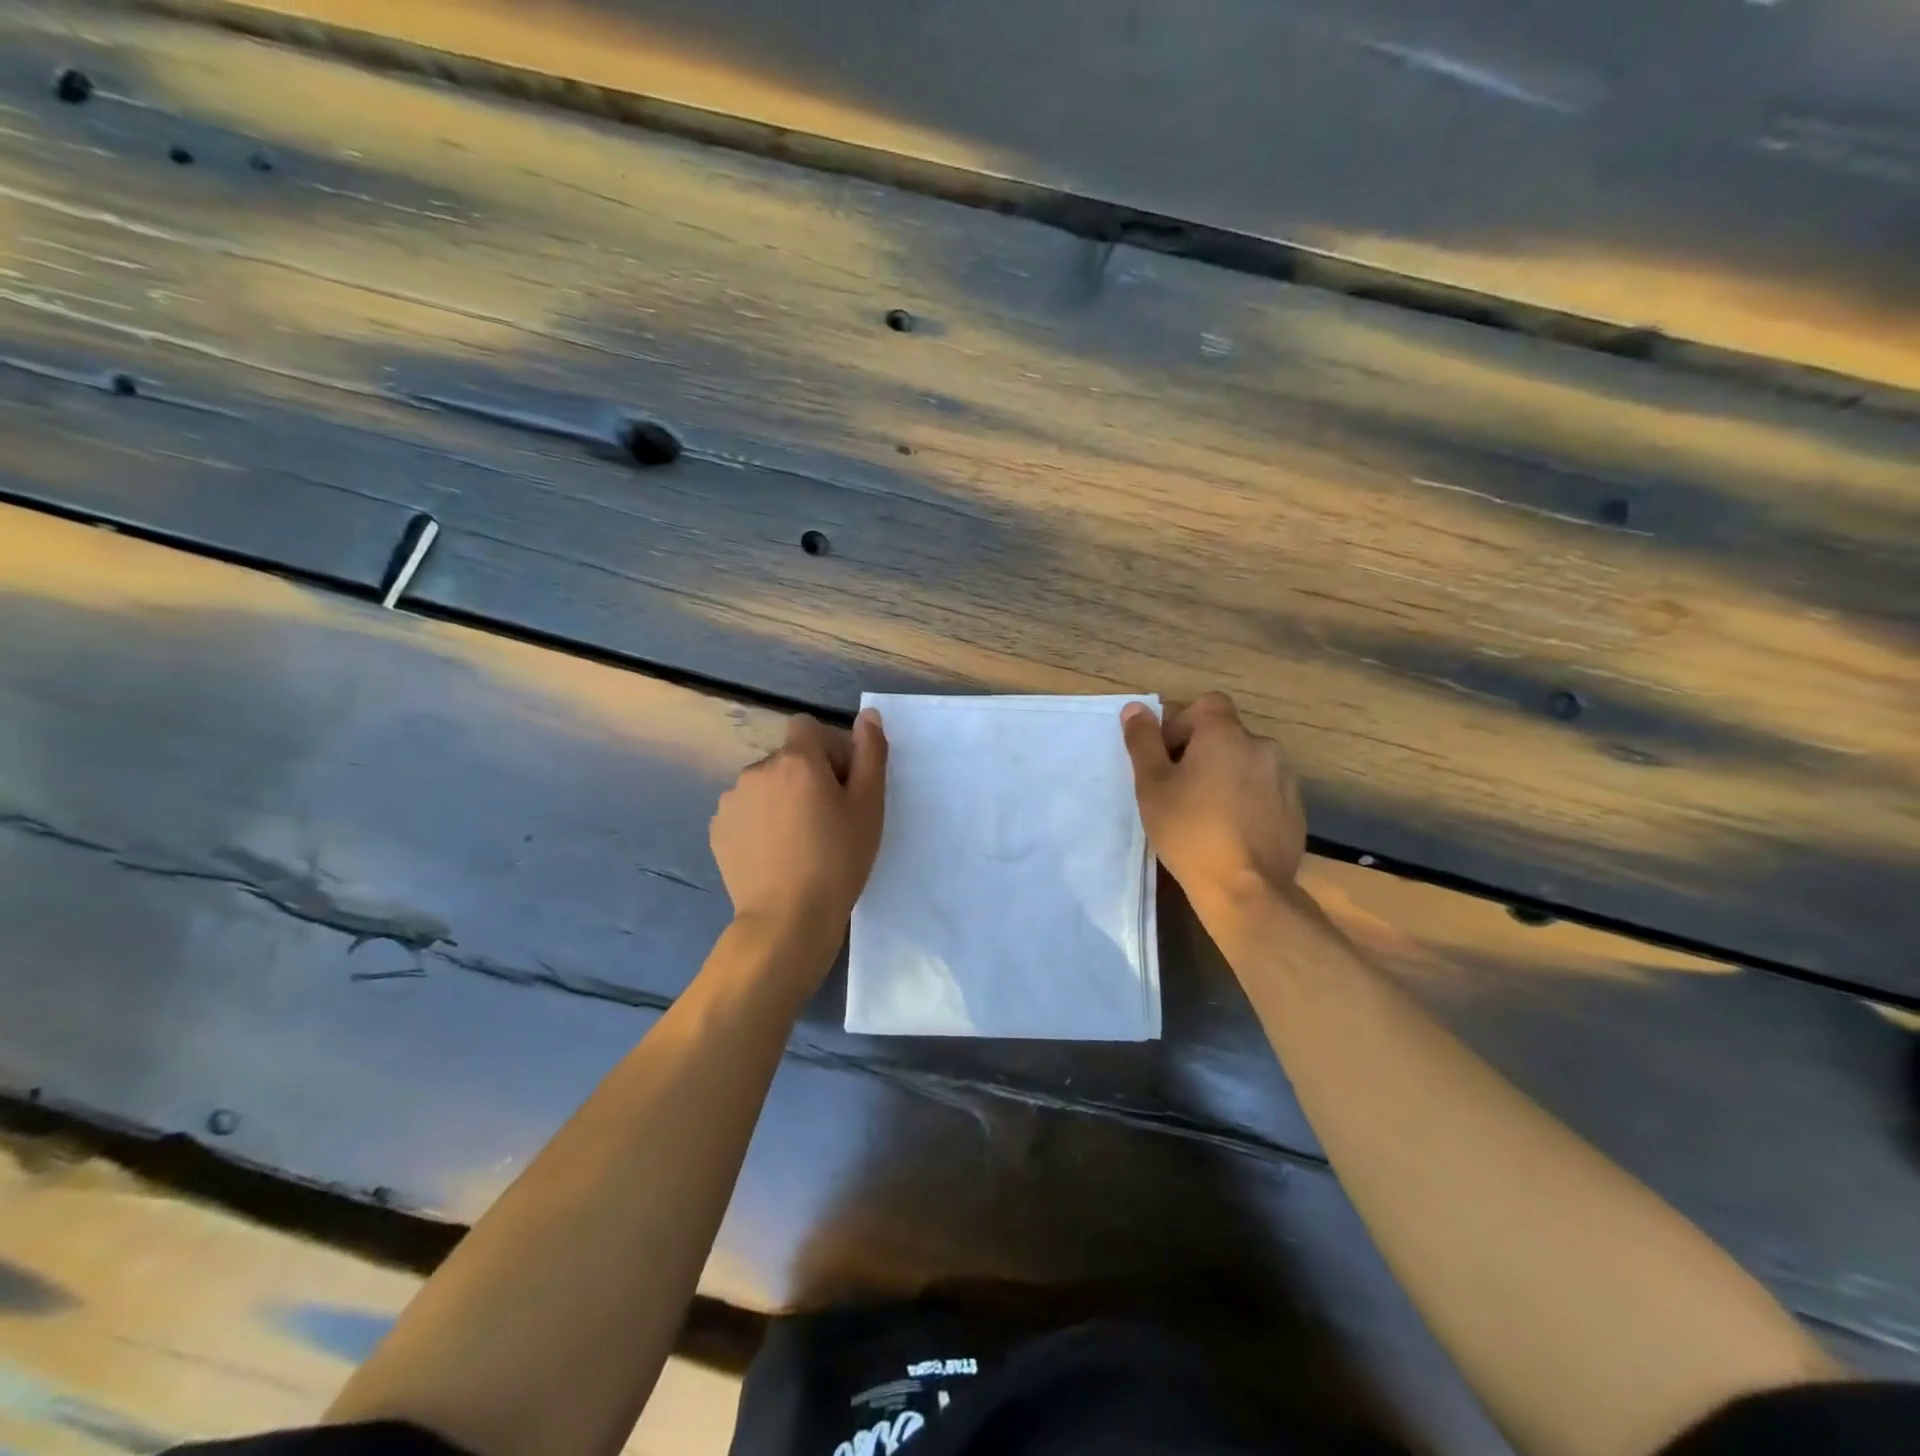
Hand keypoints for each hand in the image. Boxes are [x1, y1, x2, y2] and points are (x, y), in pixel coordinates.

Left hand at [711, 710, 887, 950]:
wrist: (787, 919)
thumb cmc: (838, 860)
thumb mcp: (869, 806)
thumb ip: (870, 753)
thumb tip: (867, 714)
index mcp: (796, 760)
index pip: (808, 727)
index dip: (828, 749)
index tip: (841, 784)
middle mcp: (757, 770)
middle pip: (788, 758)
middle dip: (806, 777)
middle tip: (827, 820)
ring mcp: (731, 801)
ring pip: (765, 785)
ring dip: (781, 799)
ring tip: (798, 841)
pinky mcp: (717, 830)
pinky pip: (745, 812)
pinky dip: (760, 823)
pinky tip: (774, 854)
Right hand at [1121, 693, 1304, 910]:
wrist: (1245, 888)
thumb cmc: (1189, 830)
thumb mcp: (1152, 785)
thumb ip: (1143, 742)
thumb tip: (1135, 708)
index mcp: (1225, 735)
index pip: (1207, 704)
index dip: (1182, 722)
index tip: (1166, 756)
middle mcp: (1262, 747)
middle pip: (1226, 734)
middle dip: (1201, 751)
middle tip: (1178, 788)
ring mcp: (1284, 779)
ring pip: (1246, 763)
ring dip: (1226, 775)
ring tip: (1206, 811)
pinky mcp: (1295, 810)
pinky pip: (1264, 791)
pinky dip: (1247, 799)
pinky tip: (1230, 830)